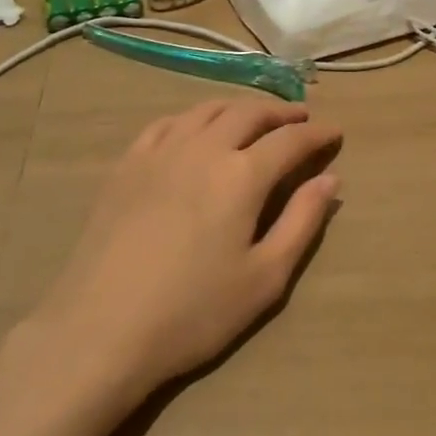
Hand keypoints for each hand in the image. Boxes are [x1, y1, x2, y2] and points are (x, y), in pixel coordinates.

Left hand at [29, 99, 342, 400]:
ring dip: (239, 107)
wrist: (101, 328)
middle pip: (250, 112)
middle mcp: (204, 147)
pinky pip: (167, 123)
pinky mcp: (128, 163)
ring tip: (254, 117)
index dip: (317, 134)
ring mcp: (161, 150)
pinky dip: (193, 117)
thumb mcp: (264, 279)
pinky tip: (196, 129)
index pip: (290, 140)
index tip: (335, 132)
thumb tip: (330, 180)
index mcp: (242, 174)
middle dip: (280, 112)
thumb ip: (302, 223)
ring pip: (208, 109)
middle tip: (300, 119)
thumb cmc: (193, 312)